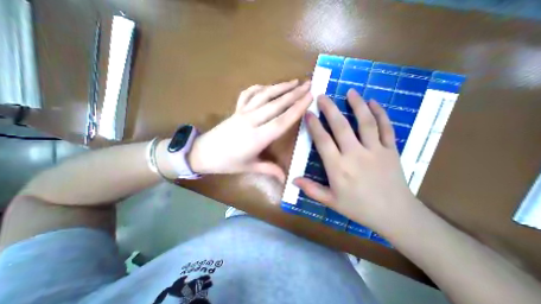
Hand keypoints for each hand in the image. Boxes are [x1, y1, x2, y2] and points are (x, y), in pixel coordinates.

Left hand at [188, 80, 312, 180]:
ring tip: (294, 81)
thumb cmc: (227, 163)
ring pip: (264, 96)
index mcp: (257, 138)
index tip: (310, 97)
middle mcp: (251, 121)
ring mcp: (242, 113)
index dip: (297, 108)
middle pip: (276, 105)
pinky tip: (268, 86)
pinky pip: (248, 95)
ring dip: (280, 87)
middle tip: (308, 84)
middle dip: (294, 94)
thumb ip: (269, 170)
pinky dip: (259, 88)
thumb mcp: (249, 168)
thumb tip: (286, 179)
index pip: (282, 121)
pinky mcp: (236, 110)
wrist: (202, 153)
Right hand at [295, 89, 414, 228]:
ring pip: (365, 122)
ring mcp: (376, 151)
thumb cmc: (359, 208)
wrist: (395, 215)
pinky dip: (380, 113)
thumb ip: (311, 189)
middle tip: (322, 96)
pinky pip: (386, 128)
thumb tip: (293, 180)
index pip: (323, 141)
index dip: (314, 125)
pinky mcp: (392, 150)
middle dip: (330, 109)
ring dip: (357, 104)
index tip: (308, 113)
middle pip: (341, 126)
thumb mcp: (331, 202)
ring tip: (350, 91)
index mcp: (339, 168)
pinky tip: (373, 102)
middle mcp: (355, 155)